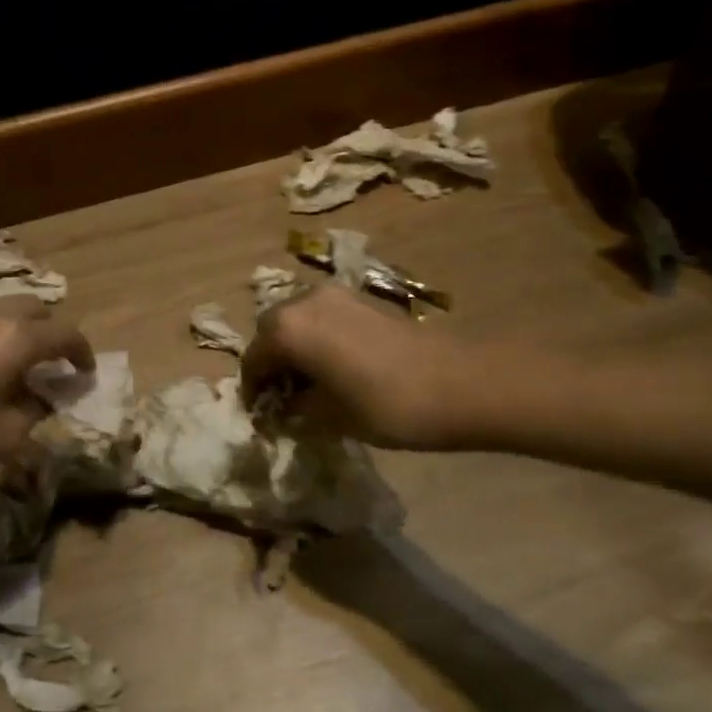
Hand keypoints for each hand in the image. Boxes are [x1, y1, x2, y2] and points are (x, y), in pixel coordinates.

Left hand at [0, 297, 95, 497]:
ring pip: (7, 310)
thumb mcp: (9, 434)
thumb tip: (49, 394)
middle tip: (57, 367)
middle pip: (36, 310)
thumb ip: (39, 405)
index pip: (65, 334)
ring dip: (25, 331)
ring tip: (27, 367)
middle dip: (53, 334)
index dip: (82, 354)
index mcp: (16, 338)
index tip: (86, 375)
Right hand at [242, 285, 472, 449]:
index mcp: (288, 329)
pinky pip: (325, 316)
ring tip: (311, 381)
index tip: (261, 414)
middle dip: (272, 360)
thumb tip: (287, 405)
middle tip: (284, 395)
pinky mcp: (364, 298)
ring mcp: (337, 294)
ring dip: (296, 346)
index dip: (253, 389)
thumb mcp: (329, 417)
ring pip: (299, 319)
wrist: (458, 383)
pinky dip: (319, 337)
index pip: (254, 359)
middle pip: (272, 330)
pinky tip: (337, 365)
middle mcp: (305, 301)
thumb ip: (297, 408)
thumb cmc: (384, 405)